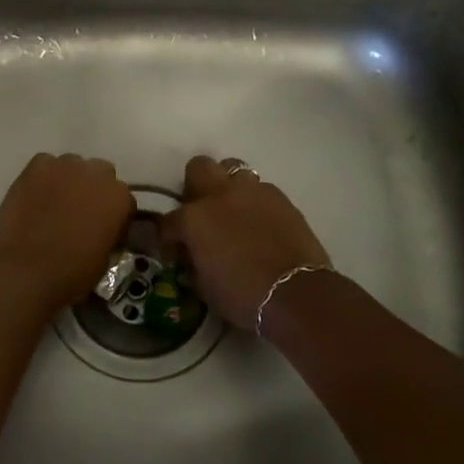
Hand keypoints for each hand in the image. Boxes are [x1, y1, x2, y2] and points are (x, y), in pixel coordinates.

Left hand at [0, 153, 134, 313]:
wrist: (26, 271)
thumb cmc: (71, 274)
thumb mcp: (105, 259)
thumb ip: (109, 233)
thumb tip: (101, 229)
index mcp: (119, 198)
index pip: (123, 200)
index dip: (113, 216)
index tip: (102, 230)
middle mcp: (98, 173)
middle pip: (101, 174)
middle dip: (93, 190)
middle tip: (79, 213)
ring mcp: (66, 165)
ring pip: (73, 166)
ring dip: (69, 181)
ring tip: (54, 203)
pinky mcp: (37, 165)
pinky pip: (45, 165)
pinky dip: (43, 177)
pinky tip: (35, 197)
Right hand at [163, 155, 331, 329]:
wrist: (296, 295)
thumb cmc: (242, 296)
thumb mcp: (204, 286)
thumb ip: (193, 263)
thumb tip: (193, 258)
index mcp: (194, 218)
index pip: (168, 220)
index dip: (168, 237)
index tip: (174, 251)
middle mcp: (220, 195)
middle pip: (199, 167)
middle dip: (196, 186)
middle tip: (201, 212)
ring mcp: (253, 192)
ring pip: (234, 171)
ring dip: (229, 188)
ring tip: (234, 213)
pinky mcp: (282, 199)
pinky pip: (262, 190)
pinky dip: (256, 203)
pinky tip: (260, 224)